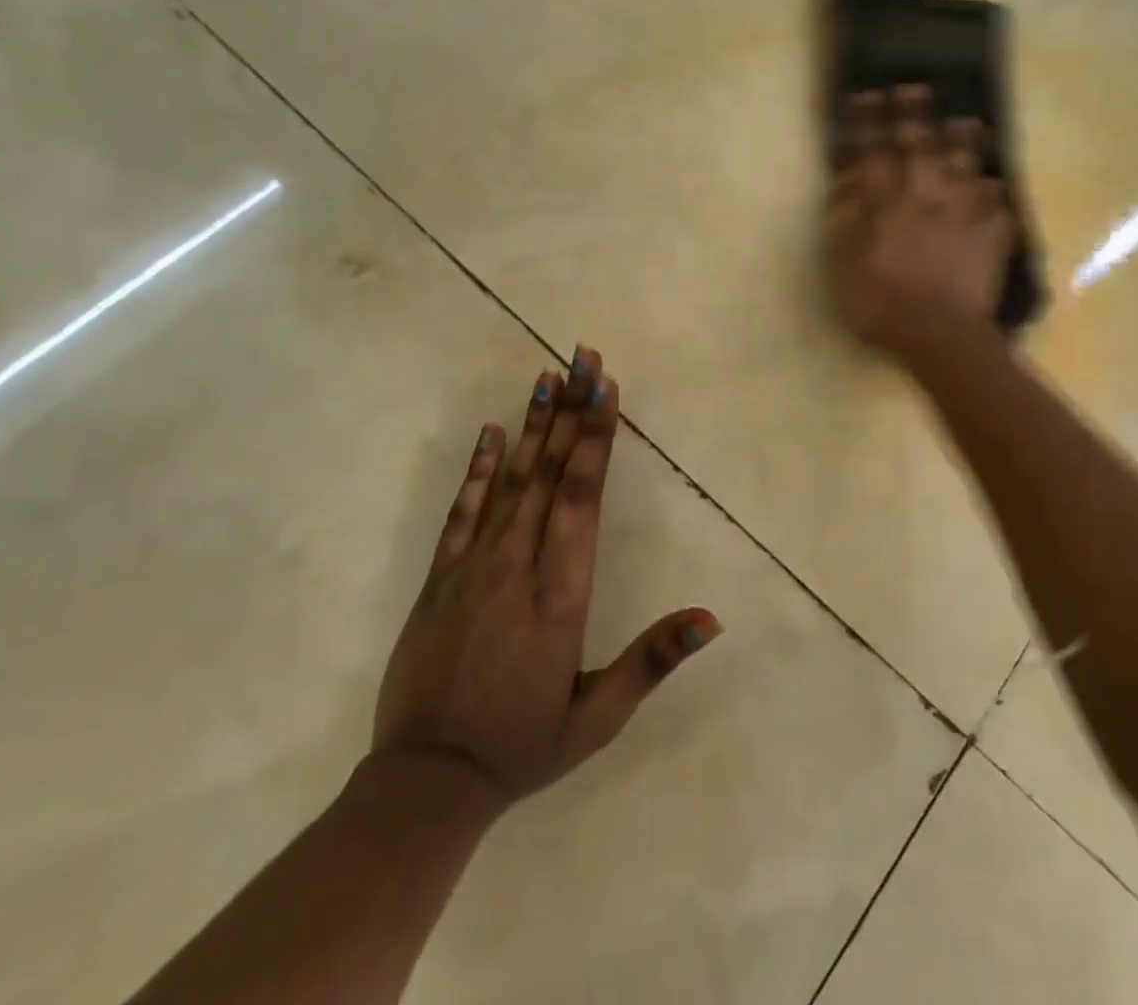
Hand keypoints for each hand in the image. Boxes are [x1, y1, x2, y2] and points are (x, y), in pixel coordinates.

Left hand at [373, 348, 719, 809]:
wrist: (426, 782)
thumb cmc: (522, 745)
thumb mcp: (598, 716)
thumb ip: (653, 660)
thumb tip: (711, 618)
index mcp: (562, 593)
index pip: (583, 497)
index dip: (595, 438)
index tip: (604, 388)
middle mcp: (519, 565)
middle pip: (550, 473)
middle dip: (570, 410)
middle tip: (582, 356)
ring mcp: (473, 566)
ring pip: (509, 481)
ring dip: (531, 425)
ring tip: (545, 375)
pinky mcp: (440, 578)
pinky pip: (462, 511)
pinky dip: (477, 469)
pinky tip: (489, 432)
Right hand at [826, 86, 1011, 360]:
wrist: (940, 336)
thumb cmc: (882, 305)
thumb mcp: (845, 268)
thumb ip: (845, 222)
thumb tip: (846, 184)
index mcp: (887, 205)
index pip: (874, 153)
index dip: (868, 123)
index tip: (866, 96)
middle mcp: (926, 198)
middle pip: (921, 147)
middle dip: (914, 115)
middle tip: (915, 88)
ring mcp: (963, 214)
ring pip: (965, 167)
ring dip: (964, 142)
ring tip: (967, 121)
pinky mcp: (991, 236)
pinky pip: (996, 206)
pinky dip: (994, 193)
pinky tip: (994, 187)